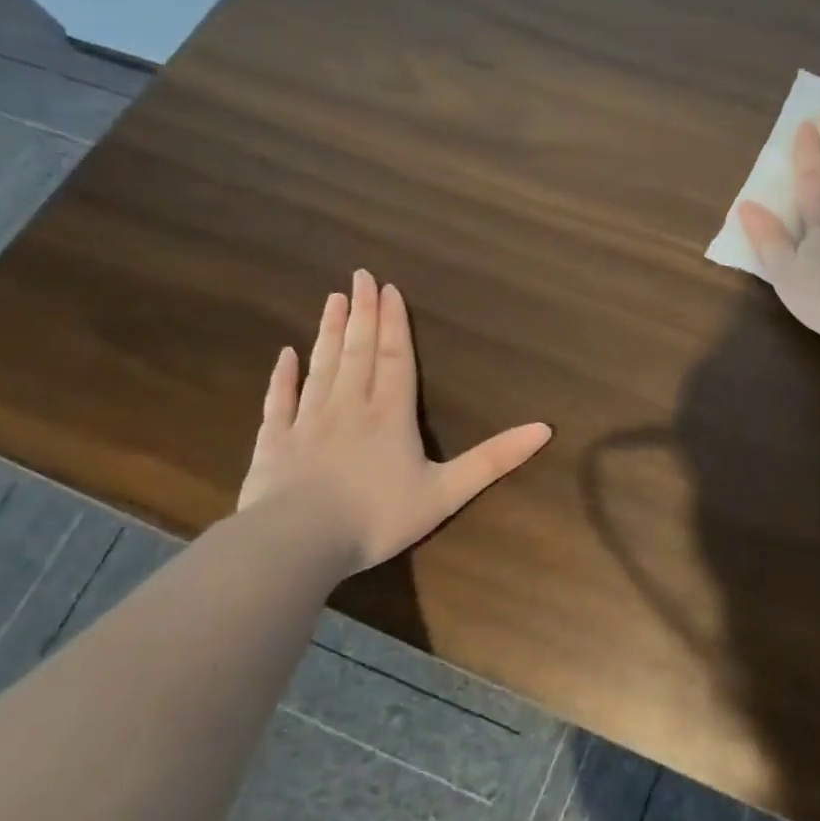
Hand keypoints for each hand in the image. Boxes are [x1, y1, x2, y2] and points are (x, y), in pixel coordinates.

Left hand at [237, 271, 551, 574]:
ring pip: (323, 365)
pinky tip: (285, 354)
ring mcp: (308, 420)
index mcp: (391, 414)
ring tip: (332, 299)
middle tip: (359, 277)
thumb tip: (544, 429)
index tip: (388, 288)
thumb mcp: (448, 492)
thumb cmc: (377, 517)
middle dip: (362, 313)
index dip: (395, 323)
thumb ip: (494, 460)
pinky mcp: (274, 441)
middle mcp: (350, 406)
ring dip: (328, 331)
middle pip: (358, 351)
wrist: (298, 543)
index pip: (395, 358)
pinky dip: (283, 375)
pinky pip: (280, 400)